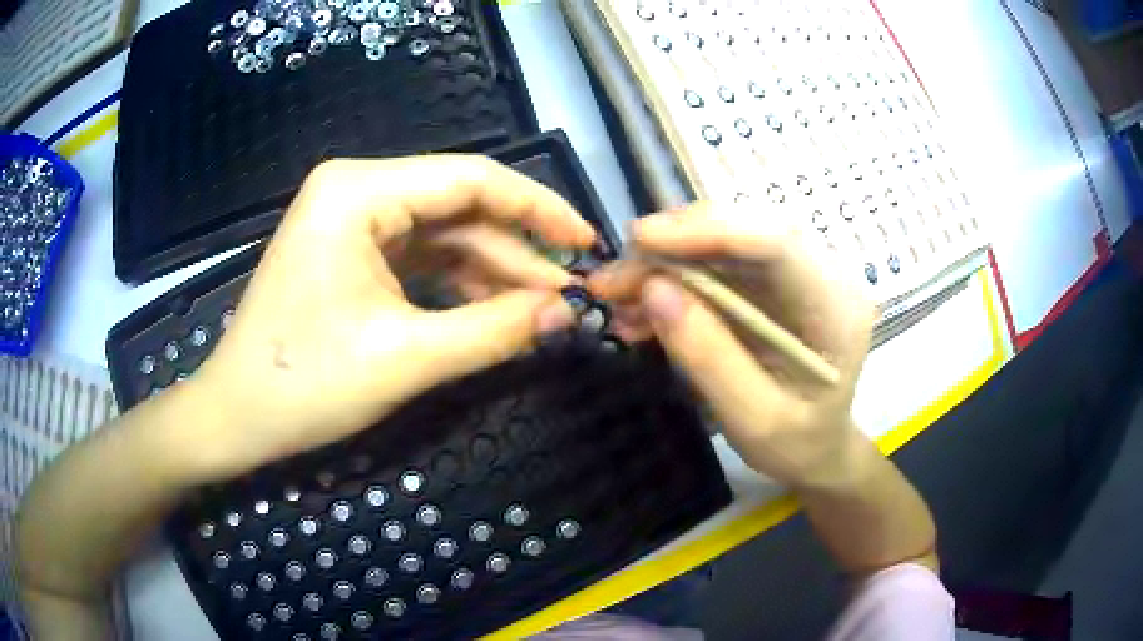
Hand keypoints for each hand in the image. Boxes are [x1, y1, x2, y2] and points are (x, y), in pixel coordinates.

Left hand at [186, 155, 595, 480]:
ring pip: (441, 234)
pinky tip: (493, 309)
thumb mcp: (406, 359)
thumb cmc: (304, 385)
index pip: (470, 179)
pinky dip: (457, 283)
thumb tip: (567, 313)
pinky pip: (418, 257)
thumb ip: (494, 331)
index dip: (538, 209)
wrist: (235, 417)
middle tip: (569, 293)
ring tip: (541, 309)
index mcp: (358, 192)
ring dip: (491, 271)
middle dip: (516, 250)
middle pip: (457, 206)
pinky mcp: (349, 253)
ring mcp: (350, 221)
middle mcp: (355, 190)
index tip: (587, 242)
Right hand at [588, 203, 873, 487]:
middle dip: (673, 245)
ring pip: (724, 242)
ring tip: (616, 294)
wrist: (816, 450)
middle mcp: (823, 275)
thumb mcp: (753, 420)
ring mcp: (796, 274)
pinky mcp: (771, 282)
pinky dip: (672, 280)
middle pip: (746, 231)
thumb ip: (708, 357)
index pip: (777, 244)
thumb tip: (653, 289)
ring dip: (665, 262)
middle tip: (614, 277)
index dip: (707, 232)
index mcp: (837, 309)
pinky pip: (717, 264)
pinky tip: (639, 308)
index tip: (641, 240)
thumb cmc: (797, 445)